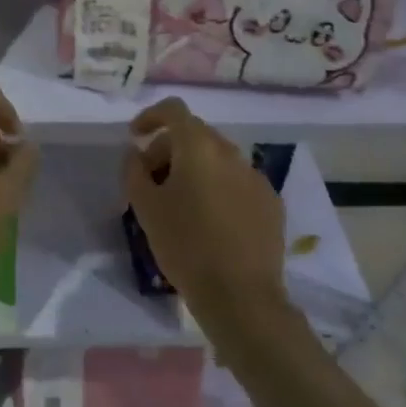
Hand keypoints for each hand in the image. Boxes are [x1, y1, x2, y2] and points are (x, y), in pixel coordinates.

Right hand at [121, 98, 288, 322]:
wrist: (241, 297)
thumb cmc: (185, 245)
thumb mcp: (145, 207)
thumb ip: (134, 170)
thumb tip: (136, 153)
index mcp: (199, 147)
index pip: (174, 110)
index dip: (151, 116)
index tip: (135, 137)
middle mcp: (231, 152)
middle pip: (195, 134)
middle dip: (169, 149)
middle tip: (152, 180)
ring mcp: (256, 177)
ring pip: (218, 159)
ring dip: (195, 169)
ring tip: (181, 203)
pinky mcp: (271, 203)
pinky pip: (238, 182)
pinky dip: (219, 188)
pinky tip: (211, 221)